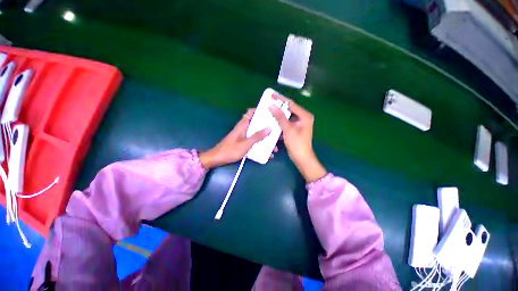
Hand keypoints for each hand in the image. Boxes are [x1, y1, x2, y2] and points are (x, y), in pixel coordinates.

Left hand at [200, 109, 275, 168]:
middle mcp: (244, 128)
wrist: (217, 158)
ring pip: (257, 134)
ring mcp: (244, 136)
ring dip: (265, 139)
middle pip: (257, 124)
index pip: (251, 112)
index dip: (260, 110)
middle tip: (277, 132)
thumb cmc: (230, 150)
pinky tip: (267, 154)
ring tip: (274, 147)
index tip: (270, 113)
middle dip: (267, 128)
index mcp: (243, 125)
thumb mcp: (246, 144)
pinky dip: (261, 145)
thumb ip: (257, 136)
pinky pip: (254, 141)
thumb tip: (269, 128)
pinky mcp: (244, 142)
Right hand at [268, 95, 326, 181]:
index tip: (271, 95)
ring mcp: (299, 124)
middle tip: (268, 102)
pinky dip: (280, 122)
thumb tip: (271, 105)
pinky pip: (286, 123)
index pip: (291, 104)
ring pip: (286, 116)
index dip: (280, 99)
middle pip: (289, 109)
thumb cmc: (297, 144)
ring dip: (278, 115)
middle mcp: (303, 118)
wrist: (301, 158)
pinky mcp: (295, 129)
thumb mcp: (288, 129)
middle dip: (278, 107)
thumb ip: (280, 117)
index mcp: (304, 115)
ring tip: (269, 110)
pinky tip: (272, 120)